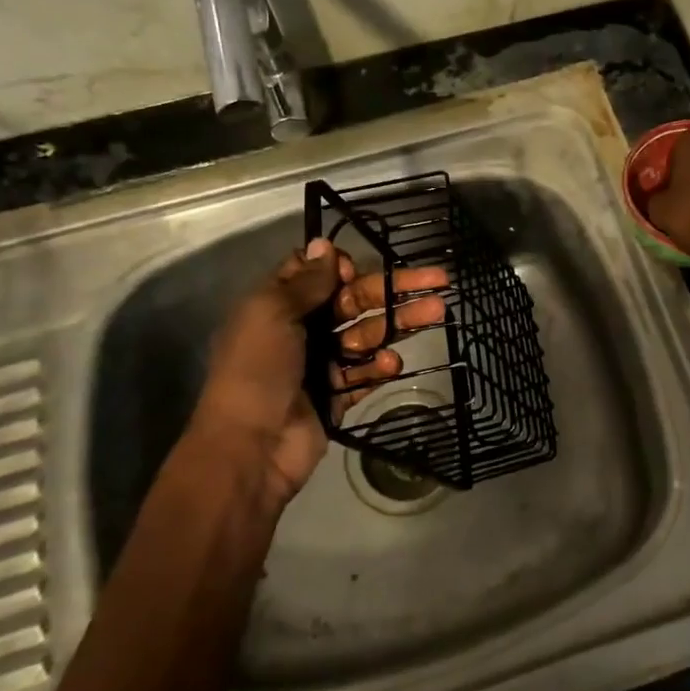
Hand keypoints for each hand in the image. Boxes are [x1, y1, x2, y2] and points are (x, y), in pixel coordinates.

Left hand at [185, 239, 447, 508]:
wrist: (250, 446)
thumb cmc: (257, 369)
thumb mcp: (272, 313)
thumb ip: (305, 282)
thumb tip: (324, 244)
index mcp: (280, 305)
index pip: (317, 274)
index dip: (341, 267)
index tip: (357, 269)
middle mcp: (302, 329)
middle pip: (356, 301)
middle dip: (394, 290)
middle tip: (439, 281)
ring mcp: (321, 364)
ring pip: (369, 334)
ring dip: (399, 323)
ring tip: (437, 313)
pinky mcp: (336, 395)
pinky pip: (365, 373)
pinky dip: (380, 366)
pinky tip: (393, 362)